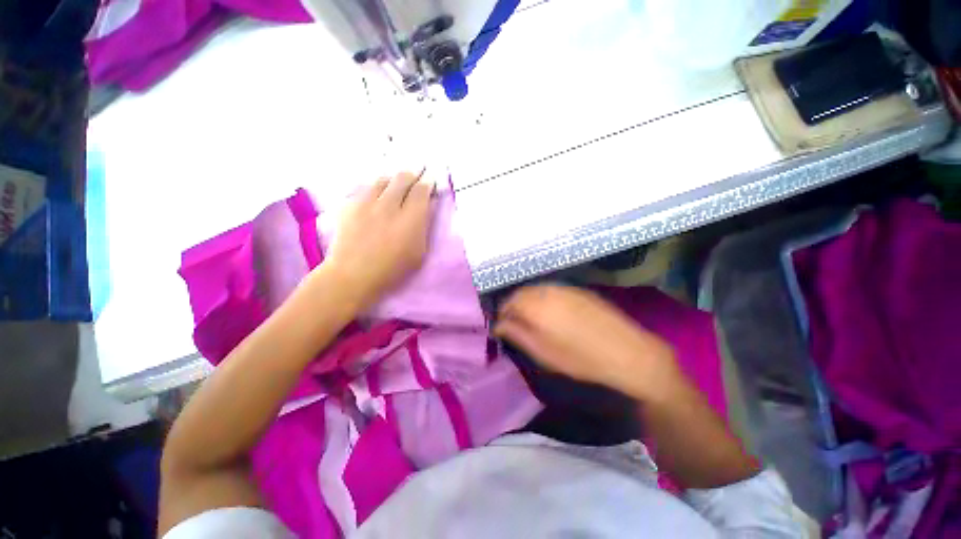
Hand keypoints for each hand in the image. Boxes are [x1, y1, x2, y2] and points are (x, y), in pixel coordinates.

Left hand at [322, 170, 433, 310]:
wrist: (352, 274)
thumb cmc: (392, 269)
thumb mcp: (419, 252)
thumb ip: (424, 226)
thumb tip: (428, 206)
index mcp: (410, 219)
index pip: (421, 191)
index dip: (428, 182)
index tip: (431, 178)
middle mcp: (389, 205)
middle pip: (403, 178)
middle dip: (413, 173)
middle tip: (418, 170)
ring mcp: (367, 203)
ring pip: (383, 179)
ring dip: (394, 178)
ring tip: (398, 180)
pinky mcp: (350, 205)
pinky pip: (366, 187)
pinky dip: (376, 186)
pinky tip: (378, 192)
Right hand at [494, 285, 683, 402]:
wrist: (627, 352)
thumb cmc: (580, 358)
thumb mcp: (543, 352)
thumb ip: (517, 335)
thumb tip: (498, 325)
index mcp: (536, 305)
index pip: (508, 302)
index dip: (502, 315)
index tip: (502, 328)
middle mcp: (548, 290)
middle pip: (521, 293)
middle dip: (514, 306)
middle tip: (516, 324)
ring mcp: (565, 288)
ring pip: (537, 290)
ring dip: (529, 302)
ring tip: (533, 320)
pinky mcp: (579, 291)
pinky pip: (553, 291)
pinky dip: (545, 299)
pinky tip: (553, 314)